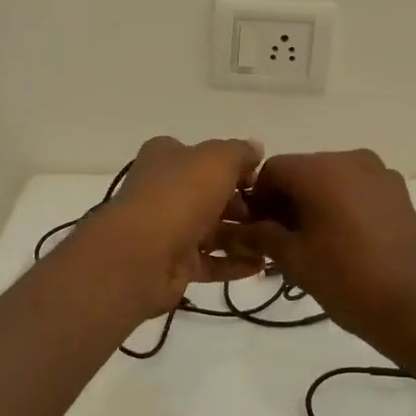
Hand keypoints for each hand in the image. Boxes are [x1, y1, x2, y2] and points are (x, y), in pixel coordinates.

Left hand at [87, 136, 266, 318]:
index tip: (260, 180)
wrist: (142, 254)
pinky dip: (233, 263)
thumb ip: (240, 152)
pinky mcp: (172, 263)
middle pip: (209, 194)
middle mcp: (164, 190)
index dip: (232, 166)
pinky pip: (209, 262)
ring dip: (241, 236)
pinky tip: (260, 266)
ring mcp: (166, 228)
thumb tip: (255, 149)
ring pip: (211, 230)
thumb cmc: (180, 195)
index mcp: (166, 157)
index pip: (203, 155)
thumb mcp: (218, 159)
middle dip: (241, 204)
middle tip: (271, 214)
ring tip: (272, 243)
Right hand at [230, 150, 415, 363]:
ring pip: (330, 180)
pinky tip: (339, 242)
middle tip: (278, 243)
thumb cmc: (348, 280)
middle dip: (285, 202)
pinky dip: (339, 206)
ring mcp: (380, 174)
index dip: (257, 199)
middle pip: (302, 172)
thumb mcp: (295, 259)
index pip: (272, 170)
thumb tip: (239, 229)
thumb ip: (262, 236)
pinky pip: (356, 190)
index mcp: (321, 169)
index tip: (255, 232)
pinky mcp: (399, 192)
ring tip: (309, 245)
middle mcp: (350, 159)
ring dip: (312, 204)